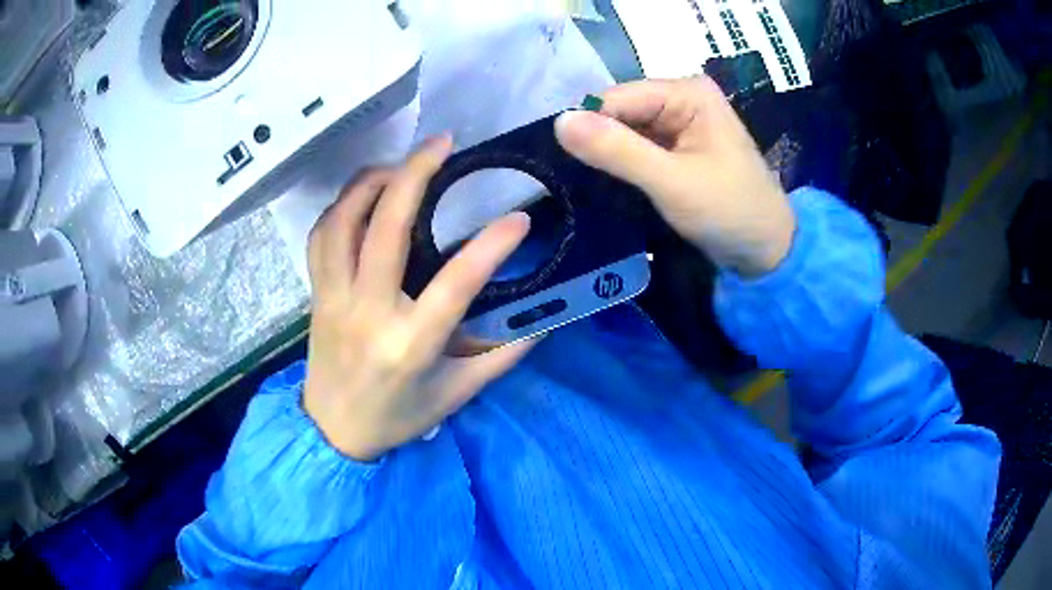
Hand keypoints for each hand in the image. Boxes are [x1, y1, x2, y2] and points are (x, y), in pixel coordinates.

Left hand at [303, 136, 535, 461]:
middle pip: (385, 228)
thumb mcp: (456, 396)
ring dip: (371, 181)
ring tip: (401, 163)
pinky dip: (341, 205)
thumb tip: (542, 323)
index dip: (491, 246)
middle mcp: (367, 312)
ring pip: (342, 221)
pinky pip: (320, 236)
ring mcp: (334, 298)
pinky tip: (363, 195)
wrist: (332, 431)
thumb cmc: (396, 418)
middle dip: (415, 174)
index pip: (455, 284)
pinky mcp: (316, 293)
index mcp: (409, 345)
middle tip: (443, 144)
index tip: (519, 218)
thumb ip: (500, 358)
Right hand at [555, 76, 795, 276]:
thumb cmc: (729, 211)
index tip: (568, 164)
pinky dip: (625, 163)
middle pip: (621, 111)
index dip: (589, 126)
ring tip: (595, 184)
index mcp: (687, 92)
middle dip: (601, 141)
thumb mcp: (672, 181)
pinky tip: (615, 183)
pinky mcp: (680, 145)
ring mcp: (683, 121)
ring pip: (627, 129)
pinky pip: (640, 145)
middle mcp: (683, 97)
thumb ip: (617, 151)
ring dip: (611, 154)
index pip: (616, 98)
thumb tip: (559, 122)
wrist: (767, 250)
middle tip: (582, 179)